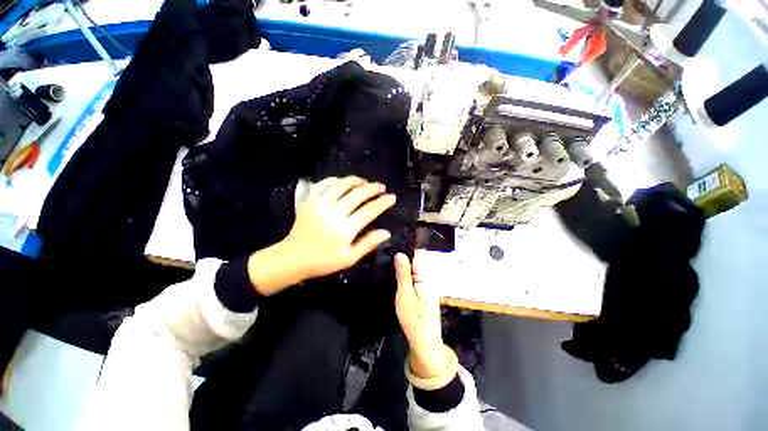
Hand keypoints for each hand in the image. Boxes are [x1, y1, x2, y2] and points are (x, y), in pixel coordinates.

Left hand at [248, 176, 395, 295]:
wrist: (293, 257)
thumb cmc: (323, 261)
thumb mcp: (349, 258)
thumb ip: (368, 244)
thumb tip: (386, 232)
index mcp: (345, 229)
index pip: (369, 211)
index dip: (382, 203)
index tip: (392, 197)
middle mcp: (333, 213)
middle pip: (358, 194)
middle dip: (373, 188)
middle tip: (381, 187)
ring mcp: (320, 204)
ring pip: (342, 185)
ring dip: (356, 181)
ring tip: (365, 182)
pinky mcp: (309, 200)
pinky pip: (324, 184)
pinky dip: (336, 180)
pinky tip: (343, 182)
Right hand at [394, 252, 447, 378]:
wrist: (425, 341)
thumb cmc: (413, 318)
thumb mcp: (405, 294)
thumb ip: (403, 274)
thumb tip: (400, 253)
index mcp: (425, 277)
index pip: (419, 255)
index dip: (409, 247)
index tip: (396, 241)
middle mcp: (429, 279)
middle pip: (419, 261)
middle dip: (408, 254)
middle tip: (391, 249)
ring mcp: (429, 286)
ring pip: (418, 268)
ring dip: (408, 263)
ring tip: (394, 258)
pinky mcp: (426, 293)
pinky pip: (418, 276)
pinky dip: (410, 272)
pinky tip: (401, 272)